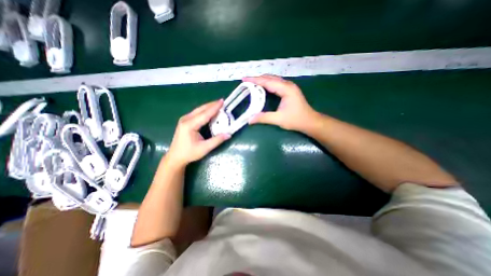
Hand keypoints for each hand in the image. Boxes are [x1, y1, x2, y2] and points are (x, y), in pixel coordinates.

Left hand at [166, 99, 231, 167]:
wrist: (175, 156)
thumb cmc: (189, 153)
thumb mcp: (204, 148)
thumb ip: (217, 140)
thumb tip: (229, 134)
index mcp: (190, 125)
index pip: (205, 114)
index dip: (214, 107)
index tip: (222, 101)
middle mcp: (186, 119)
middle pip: (201, 109)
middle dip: (212, 105)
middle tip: (222, 102)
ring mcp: (184, 119)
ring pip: (199, 110)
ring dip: (209, 107)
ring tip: (218, 104)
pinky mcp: (185, 121)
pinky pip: (197, 113)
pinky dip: (205, 111)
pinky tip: (210, 111)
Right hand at [244, 74, 317, 132]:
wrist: (310, 121)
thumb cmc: (296, 120)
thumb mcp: (279, 119)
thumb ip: (264, 118)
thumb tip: (249, 120)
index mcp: (286, 89)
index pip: (267, 81)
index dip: (255, 80)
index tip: (244, 79)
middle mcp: (288, 85)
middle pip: (270, 78)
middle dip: (257, 78)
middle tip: (246, 81)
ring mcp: (289, 87)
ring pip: (273, 79)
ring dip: (262, 80)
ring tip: (252, 83)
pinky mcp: (289, 90)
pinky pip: (276, 83)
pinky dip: (267, 84)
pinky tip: (262, 87)